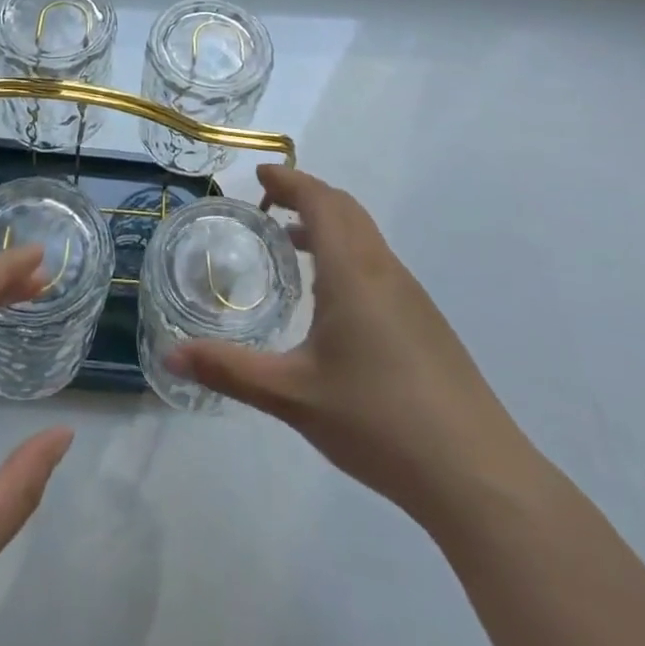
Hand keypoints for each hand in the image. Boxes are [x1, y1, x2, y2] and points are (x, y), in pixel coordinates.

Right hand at [168, 165, 537, 525]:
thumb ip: (229, 371)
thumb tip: (169, 354)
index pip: (320, 200)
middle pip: (344, 208)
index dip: (289, 180)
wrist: (474, 472)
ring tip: (290, 245)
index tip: (259, 174)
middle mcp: (383, 268)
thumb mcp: (291, 396)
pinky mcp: (425, 321)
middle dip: (305, 195)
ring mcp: (410, 294)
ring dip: (327, 224)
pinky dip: (345, 253)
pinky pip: (377, 263)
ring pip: (364, 235)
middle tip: (266, 205)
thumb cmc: (377, 420)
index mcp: (352, 270)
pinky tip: (329, 300)